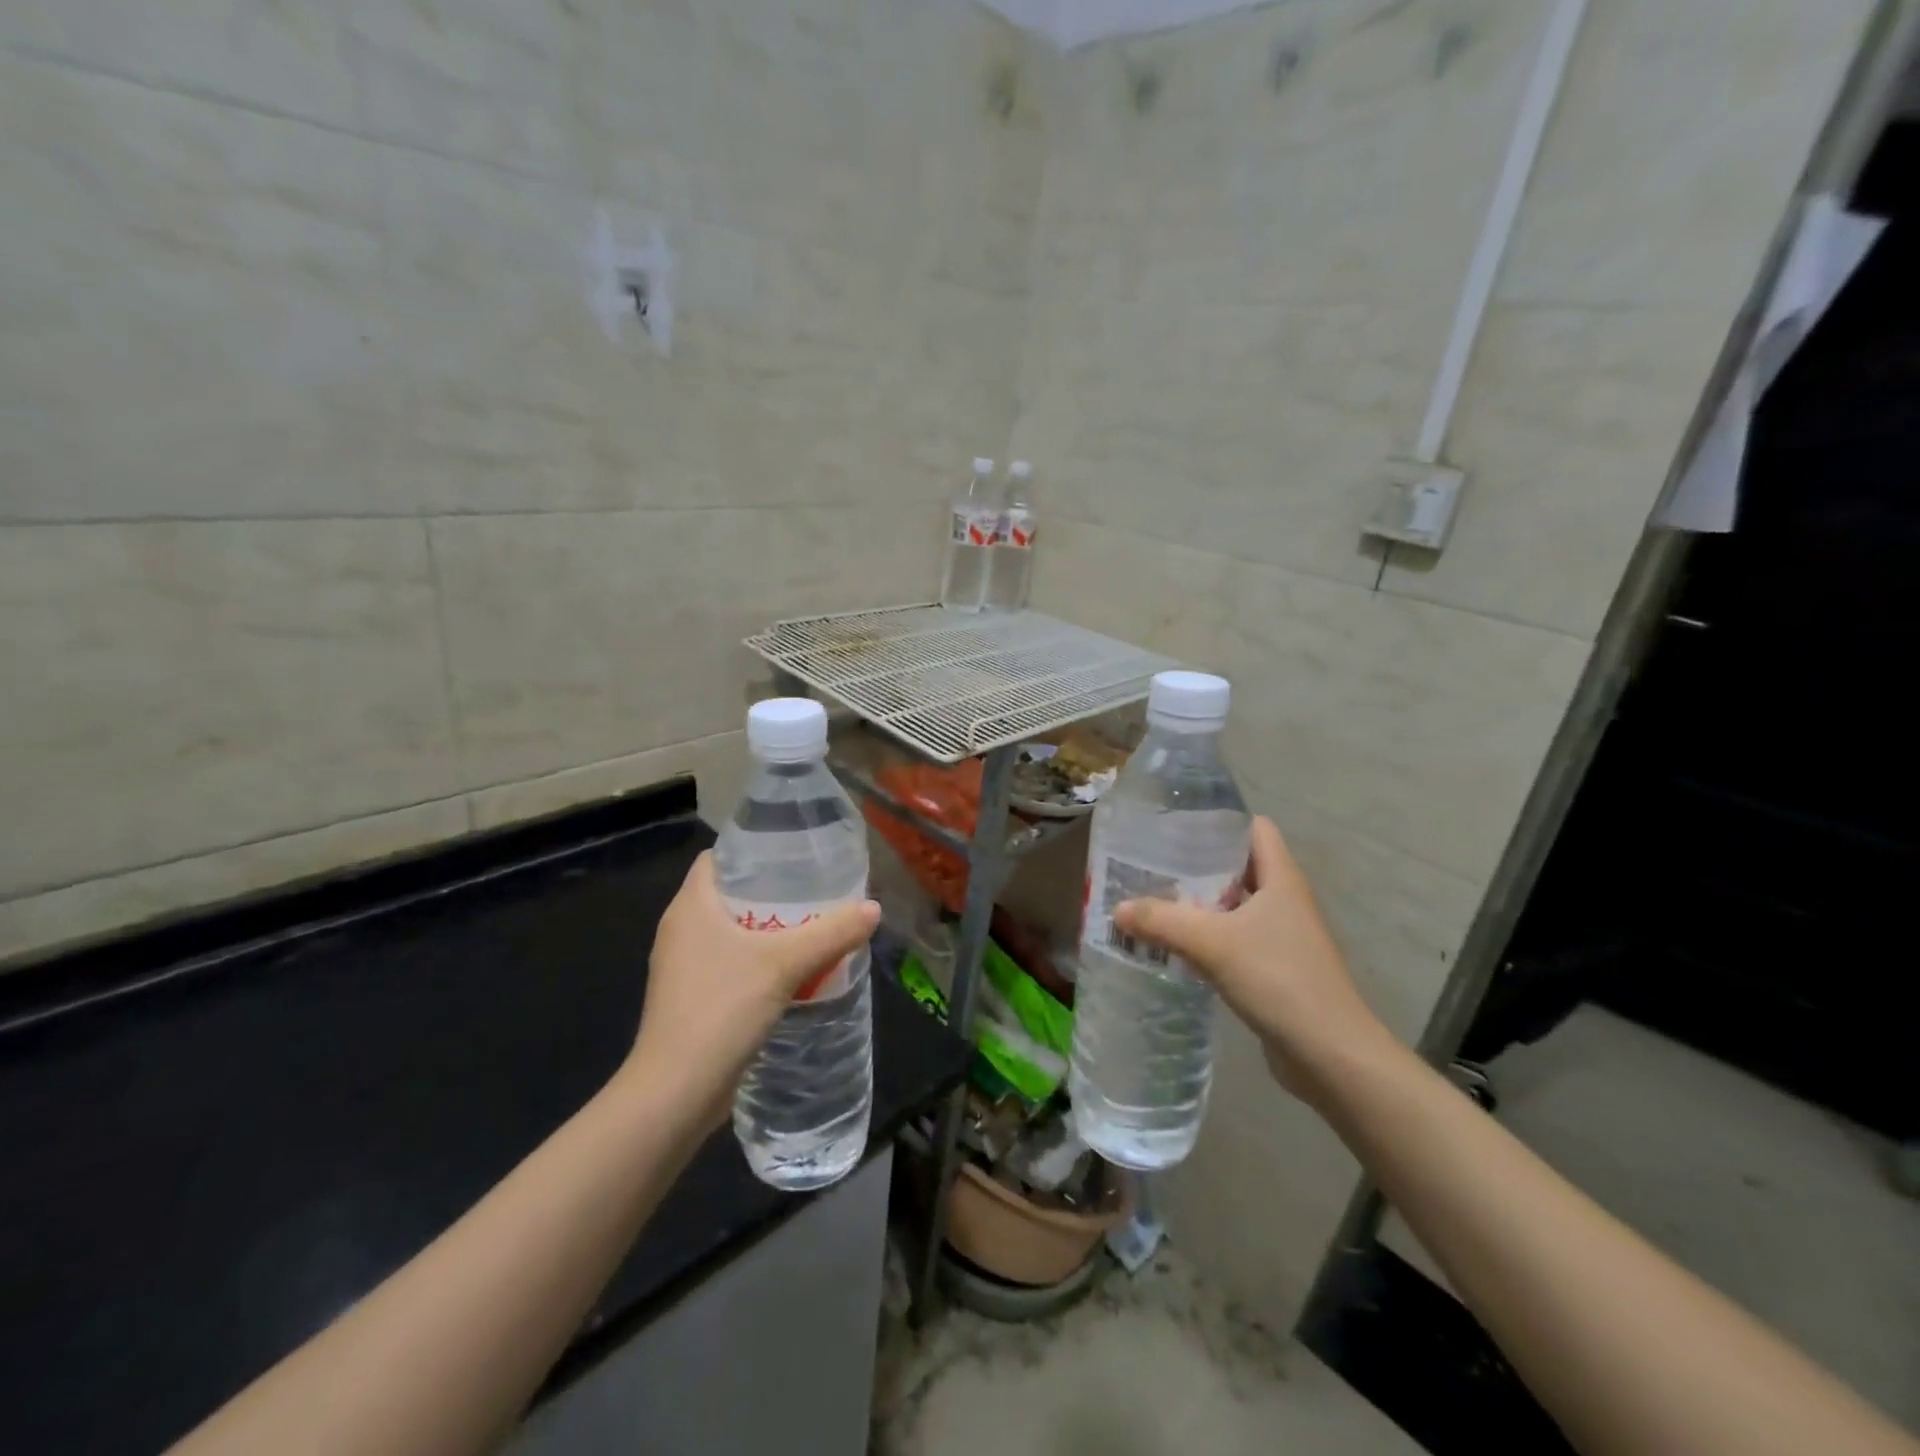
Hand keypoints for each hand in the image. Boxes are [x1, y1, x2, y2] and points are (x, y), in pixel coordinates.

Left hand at [624, 852, 879, 1129]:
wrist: (676, 1092)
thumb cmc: (721, 1009)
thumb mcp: (784, 964)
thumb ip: (831, 933)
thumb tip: (873, 908)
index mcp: (690, 906)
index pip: (718, 858)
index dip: (754, 850)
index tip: (795, 852)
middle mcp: (681, 930)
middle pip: (729, 894)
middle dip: (772, 889)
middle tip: (816, 887)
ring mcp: (684, 967)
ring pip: (731, 931)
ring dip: (769, 927)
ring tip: (813, 923)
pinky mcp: (693, 998)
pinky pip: (730, 963)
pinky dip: (759, 958)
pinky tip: (794, 969)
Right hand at [1112, 816, 1394, 1100]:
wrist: (1330, 1055)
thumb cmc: (1279, 979)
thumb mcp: (1213, 944)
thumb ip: (1162, 921)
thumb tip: (1117, 909)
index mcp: (1281, 879)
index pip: (1254, 829)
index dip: (1219, 823)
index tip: (1176, 830)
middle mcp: (1284, 900)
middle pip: (1238, 867)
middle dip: (1197, 865)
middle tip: (1151, 866)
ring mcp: (1282, 936)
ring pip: (1234, 906)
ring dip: (1199, 905)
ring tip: (1153, 903)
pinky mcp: (1275, 969)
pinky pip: (1235, 940)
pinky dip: (1207, 938)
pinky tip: (1175, 947)